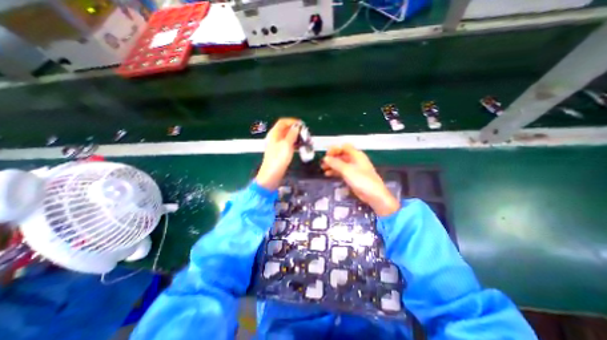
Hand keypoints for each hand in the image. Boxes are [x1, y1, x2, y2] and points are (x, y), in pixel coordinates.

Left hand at [255, 119, 302, 189]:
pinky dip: (294, 144)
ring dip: (296, 137)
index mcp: (274, 133)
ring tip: (305, 140)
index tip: (302, 125)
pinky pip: (288, 144)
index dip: (292, 121)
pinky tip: (300, 147)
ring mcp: (277, 145)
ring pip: (288, 137)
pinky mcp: (280, 152)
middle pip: (286, 129)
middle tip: (305, 133)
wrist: (272, 174)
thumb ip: (292, 134)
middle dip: (296, 130)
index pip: (283, 122)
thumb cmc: (278, 159)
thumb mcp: (286, 145)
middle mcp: (275, 138)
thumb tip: (297, 127)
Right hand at [319, 145, 401, 216]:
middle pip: (341, 155)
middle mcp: (355, 160)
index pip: (344, 147)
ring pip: (341, 163)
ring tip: (323, 169)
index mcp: (356, 155)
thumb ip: (335, 163)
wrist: (373, 195)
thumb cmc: (362, 180)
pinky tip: (328, 174)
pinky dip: (335, 172)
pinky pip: (342, 171)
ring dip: (332, 165)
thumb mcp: (347, 170)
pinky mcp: (352, 176)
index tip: (326, 155)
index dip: (335, 149)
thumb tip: (325, 158)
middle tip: (323, 163)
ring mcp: (354, 168)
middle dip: (332, 158)